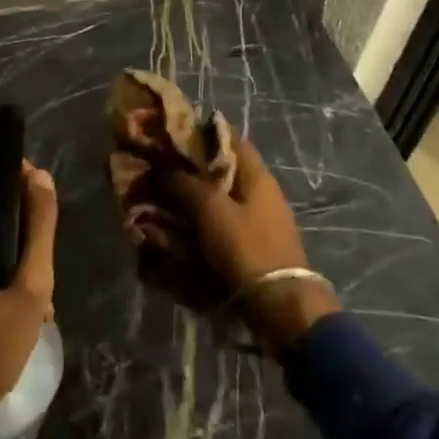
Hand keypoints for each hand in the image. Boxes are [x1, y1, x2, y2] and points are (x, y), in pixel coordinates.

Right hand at [125, 117, 339, 357]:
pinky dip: (199, 223)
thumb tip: (163, 168)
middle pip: (220, 169)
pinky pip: (219, 223)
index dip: (200, 132)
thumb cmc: (246, 247)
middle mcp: (259, 191)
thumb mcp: (210, 209)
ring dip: (190, 198)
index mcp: (256, 174)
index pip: (228, 137)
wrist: (280, 305)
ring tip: (160, 202)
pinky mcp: (251, 244)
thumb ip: (185, 183)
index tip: (170, 135)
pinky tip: (177, 231)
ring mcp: (257, 219)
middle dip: (189, 169)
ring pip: (217, 197)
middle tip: (158, 171)